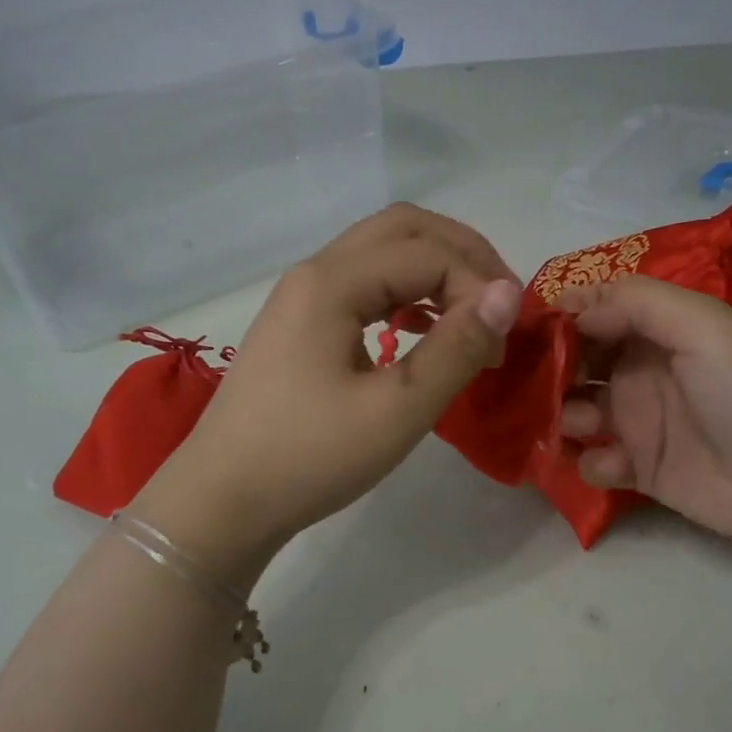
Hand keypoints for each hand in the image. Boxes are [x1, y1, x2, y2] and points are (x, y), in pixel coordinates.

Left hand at [135, 205, 521, 584]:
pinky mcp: (300, 326)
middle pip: (403, 229)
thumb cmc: (310, 458)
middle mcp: (315, 273)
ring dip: (435, 272)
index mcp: (333, 282)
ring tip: (472, 318)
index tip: (506, 341)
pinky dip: (406, 295)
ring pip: (382, 254)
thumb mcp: (397, 408)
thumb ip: (457, 347)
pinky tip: (424, 330)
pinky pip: (364, 286)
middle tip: (501, 303)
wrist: (222, 502)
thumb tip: (509, 294)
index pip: (429, 253)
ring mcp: (302, 297)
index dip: (480, 286)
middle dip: (463, 255)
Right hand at [557, 276, 731, 554]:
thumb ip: (635, 303)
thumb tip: (572, 305)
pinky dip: (594, 461)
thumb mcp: (701, 325)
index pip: (599, 310)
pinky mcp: (638, 469)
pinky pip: (594, 460)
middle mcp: (641, 370)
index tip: (534, 326)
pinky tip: (618, 465)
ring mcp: (637, 422)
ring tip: (585, 424)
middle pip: (578, 360)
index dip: (565, 314)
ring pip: (576, 409)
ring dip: (567, 414)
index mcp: (659, 330)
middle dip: (555, 367)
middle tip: (542, 380)